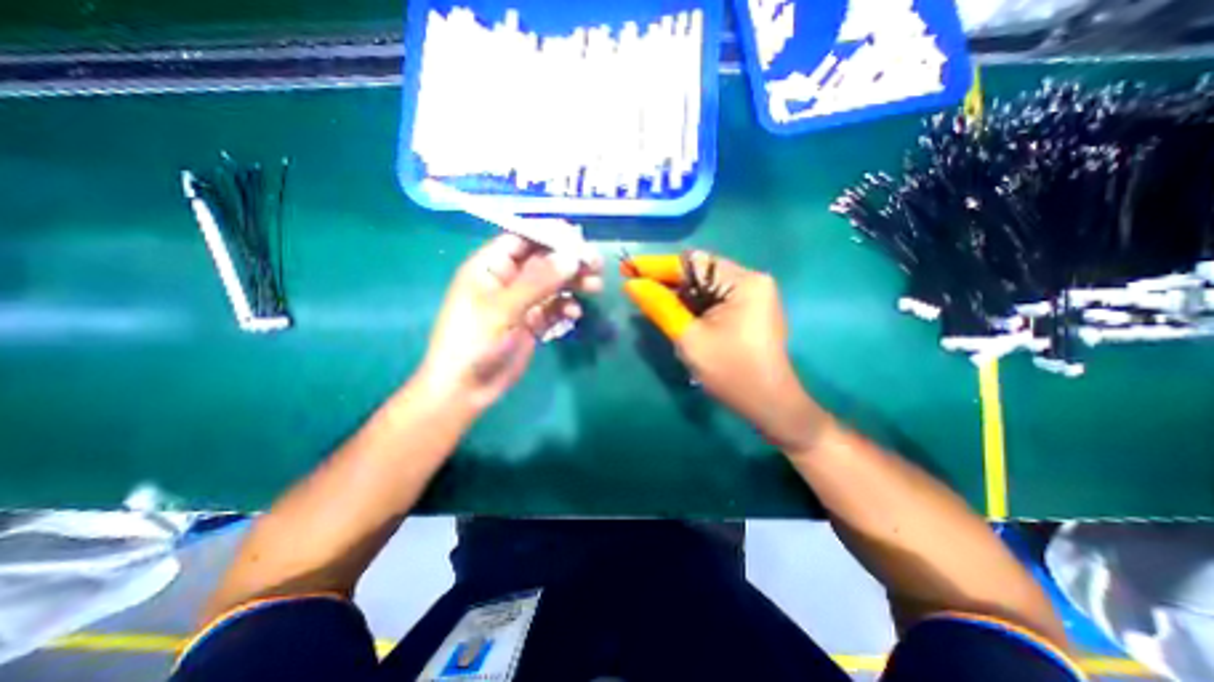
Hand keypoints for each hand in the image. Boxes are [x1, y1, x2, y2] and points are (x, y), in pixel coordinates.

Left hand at [420, 235, 604, 415]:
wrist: (467, 389)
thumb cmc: (474, 343)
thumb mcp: (503, 310)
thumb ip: (537, 282)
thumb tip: (571, 257)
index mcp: (490, 267)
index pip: (522, 238)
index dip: (549, 234)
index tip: (578, 237)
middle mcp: (507, 280)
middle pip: (543, 261)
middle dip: (569, 260)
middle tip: (595, 264)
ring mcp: (521, 302)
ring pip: (553, 284)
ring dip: (573, 283)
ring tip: (595, 287)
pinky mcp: (532, 322)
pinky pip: (554, 308)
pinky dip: (566, 307)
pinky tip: (574, 314)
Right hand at [620, 254, 829, 450]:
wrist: (770, 405)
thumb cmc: (732, 373)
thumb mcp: (690, 338)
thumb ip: (660, 307)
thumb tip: (632, 285)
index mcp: (743, 282)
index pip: (693, 262)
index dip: (656, 265)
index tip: (627, 268)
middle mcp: (751, 280)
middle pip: (699, 272)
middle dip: (665, 280)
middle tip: (633, 285)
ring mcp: (752, 295)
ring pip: (704, 286)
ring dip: (677, 293)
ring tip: (647, 297)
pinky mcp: (749, 309)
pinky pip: (713, 298)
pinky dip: (691, 304)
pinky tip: (672, 310)